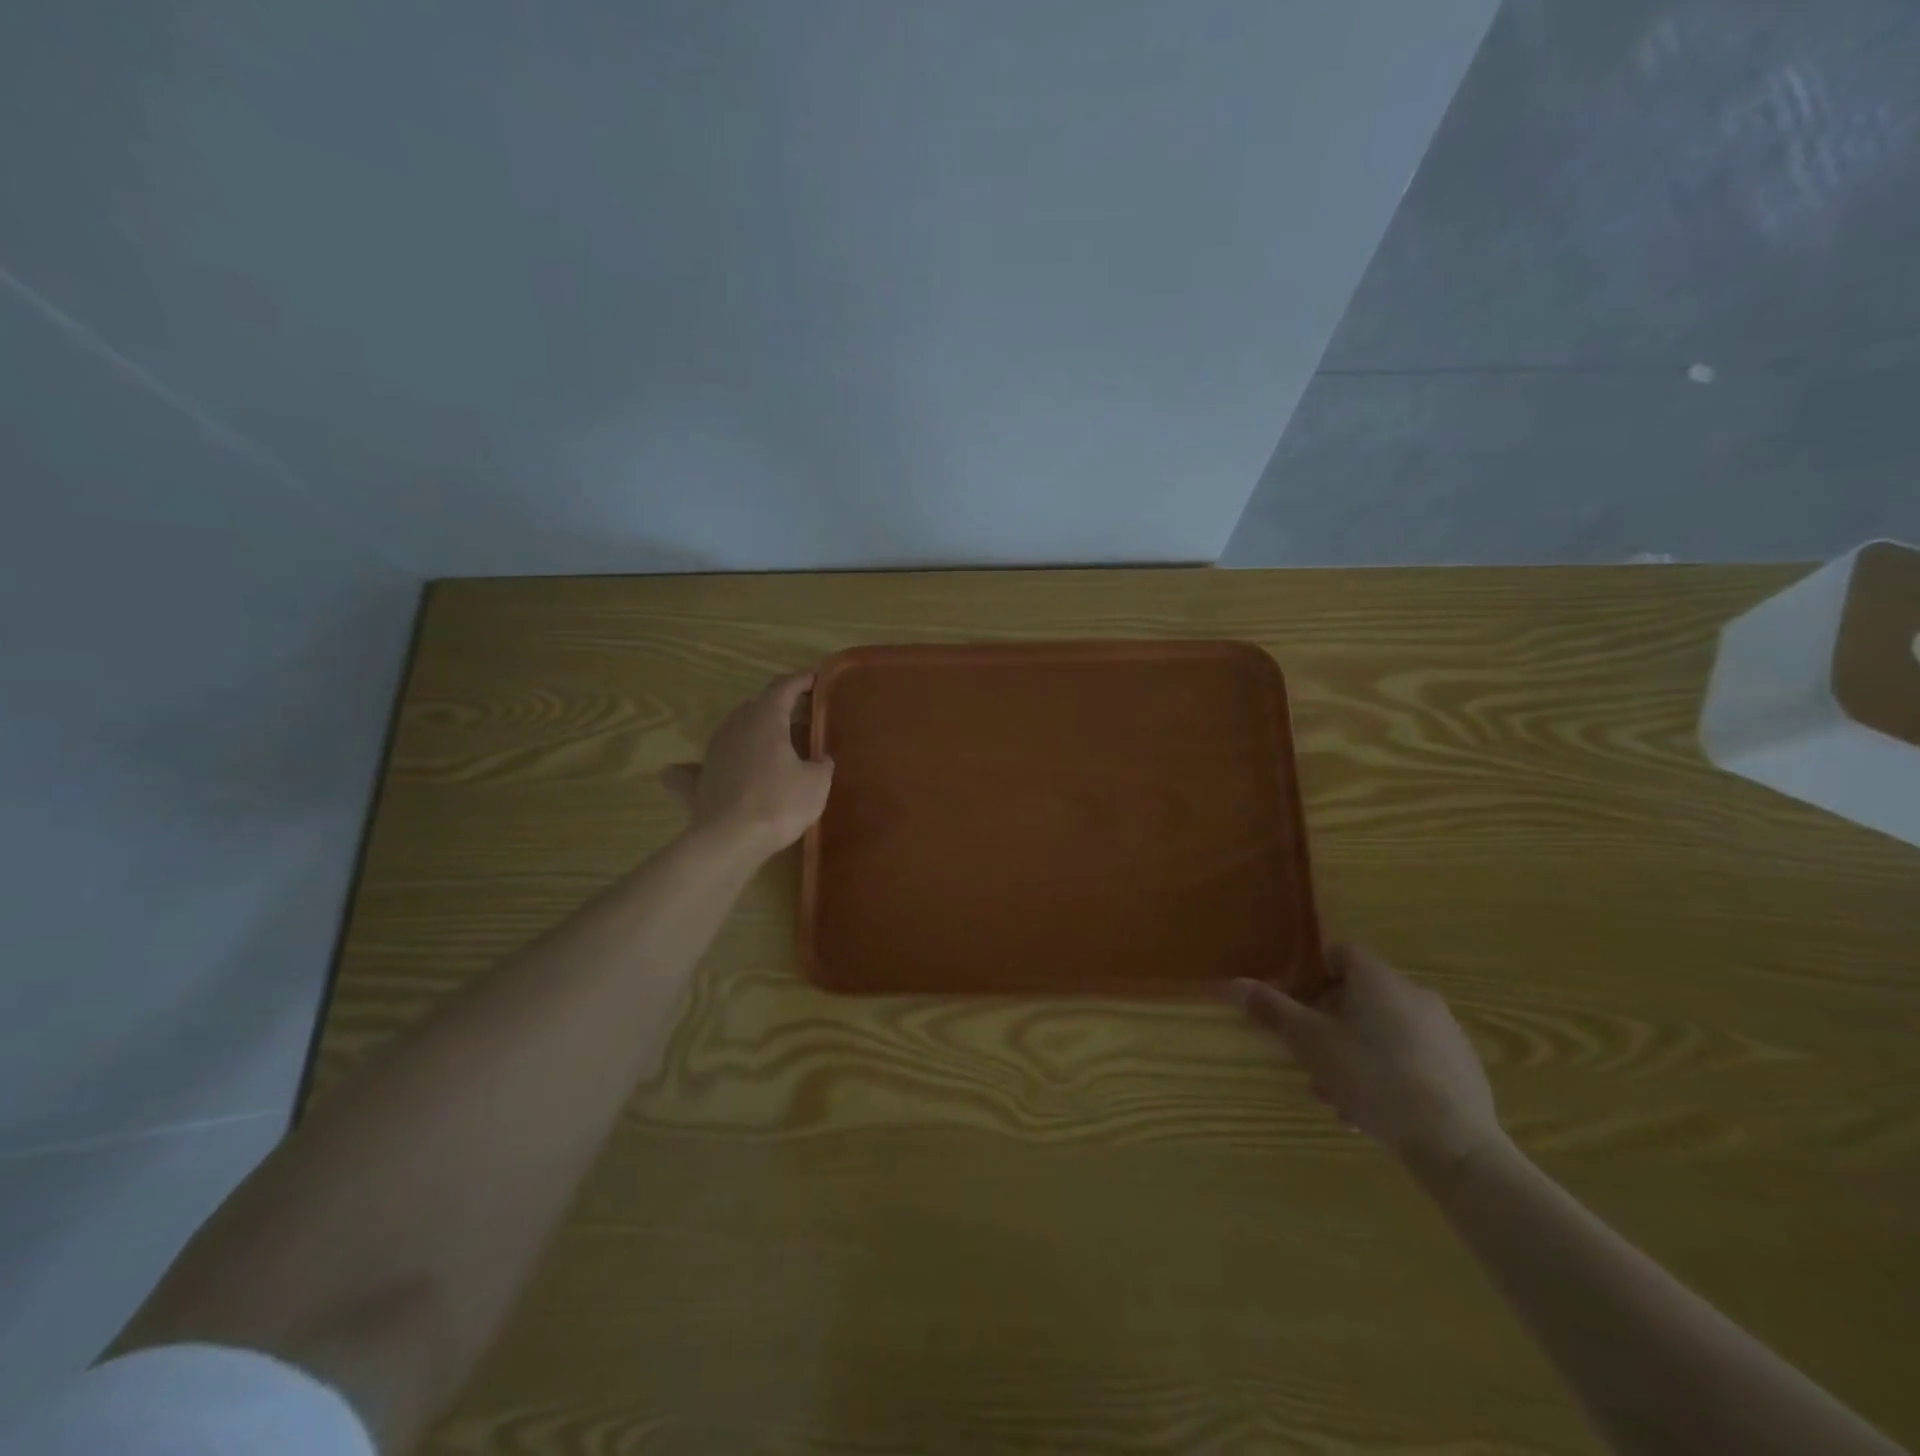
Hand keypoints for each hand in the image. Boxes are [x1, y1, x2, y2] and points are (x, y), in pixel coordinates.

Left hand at [660, 672, 833, 855]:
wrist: (730, 839)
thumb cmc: (780, 802)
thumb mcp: (817, 783)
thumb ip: (821, 764)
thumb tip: (820, 759)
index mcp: (766, 718)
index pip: (784, 687)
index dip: (802, 680)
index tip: (816, 678)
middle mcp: (735, 726)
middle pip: (758, 706)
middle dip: (779, 708)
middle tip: (801, 719)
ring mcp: (713, 751)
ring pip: (735, 730)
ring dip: (754, 733)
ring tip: (773, 745)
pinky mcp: (699, 778)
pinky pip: (705, 764)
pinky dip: (716, 763)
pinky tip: (713, 769)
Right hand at [1230, 945, 1503, 1176]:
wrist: (1455, 1144)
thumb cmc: (1372, 1078)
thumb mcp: (1309, 1043)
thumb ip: (1271, 1009)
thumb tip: (1231, 983)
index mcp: (1378, 979)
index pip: (1341, 953)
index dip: (1312, 972)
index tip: (1295, 1001)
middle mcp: (1415, 994)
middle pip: (1360, 995)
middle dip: (1328, 1023)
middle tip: (1308, 1055)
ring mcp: (1444, 1031)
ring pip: (1383, 1031)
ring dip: (1353, 1053)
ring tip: (1334, 1095)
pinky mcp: (1462, 1067)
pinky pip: (1411, 1057)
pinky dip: (1386, 1073)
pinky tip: (1371, 1111)